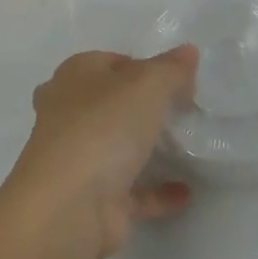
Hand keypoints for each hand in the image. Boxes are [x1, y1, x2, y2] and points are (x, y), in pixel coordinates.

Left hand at [1, 47, 197, 258]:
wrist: (69, 207)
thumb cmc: (103, 128)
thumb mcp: (146, 85)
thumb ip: (170, 69)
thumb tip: (188, 51)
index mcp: (74, 78)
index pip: (109, 62)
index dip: (141, 66)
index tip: (174, 78)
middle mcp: (69, 114)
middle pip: (109, 103)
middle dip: (139, 106)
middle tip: (179, 109)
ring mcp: (78, 159)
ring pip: (115, 146)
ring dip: (145, 147)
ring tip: (185, 145)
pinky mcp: (93, 199)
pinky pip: (132, 192)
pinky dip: (157, 191)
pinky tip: (185, 192)